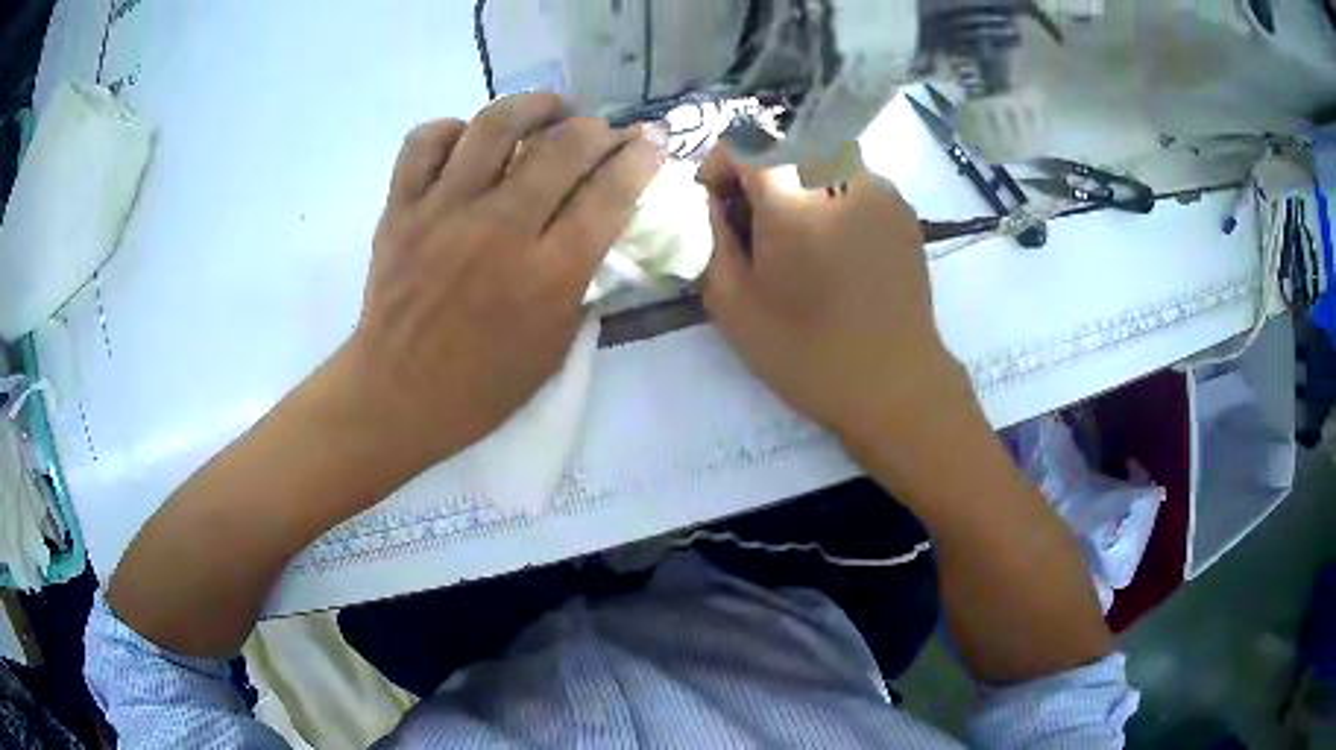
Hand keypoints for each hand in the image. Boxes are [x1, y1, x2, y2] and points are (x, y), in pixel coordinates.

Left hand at [343, 93, 664, 460]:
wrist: (398, 396)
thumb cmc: (484, 385)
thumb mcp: (556, 345)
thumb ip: (583, 281)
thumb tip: (602, 226)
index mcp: (547, 274)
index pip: (611, 193)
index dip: (641, 157)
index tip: (650, 142)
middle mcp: (500, 229)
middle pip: (564, 146)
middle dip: (599, 128)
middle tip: (602, 133)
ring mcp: (443, 212)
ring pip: (496, 125)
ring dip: (534, 106)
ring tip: (549, 110)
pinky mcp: (400, 209)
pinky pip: (425, 142)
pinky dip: (452, 130)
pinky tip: (470, 142)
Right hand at [698, 146, 973, 447]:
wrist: (894, 383)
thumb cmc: (807, 352)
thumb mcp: (731, 302)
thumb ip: (708, 237)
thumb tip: (710, 202)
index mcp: (793, 194)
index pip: (742, 142)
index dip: (718, 168)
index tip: (715, 207)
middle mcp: (841, 173)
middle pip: (782, 146)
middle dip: (756, 176)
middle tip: (753, 227)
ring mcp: (879, 187)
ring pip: (819, 159)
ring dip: (795, 184)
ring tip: (797, 240)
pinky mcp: (902, 207)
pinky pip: (852, 181)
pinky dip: (830, 197)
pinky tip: (835, 247)